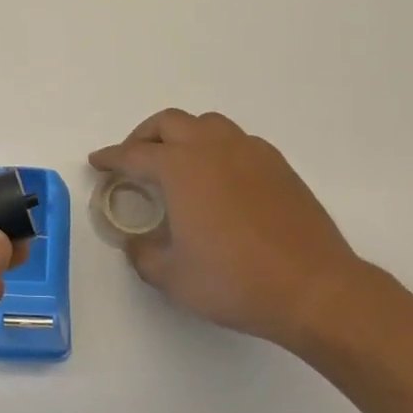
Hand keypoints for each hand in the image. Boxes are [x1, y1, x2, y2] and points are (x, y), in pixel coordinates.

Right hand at [89, 109, 365, 351]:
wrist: (314, 289)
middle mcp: (212, 148)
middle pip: (169, 123)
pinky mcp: (278, 166)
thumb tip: (136, 243)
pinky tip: (219, 177)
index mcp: (180, 168)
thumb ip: (143, 255)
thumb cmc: (235, 281)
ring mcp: (249, 152)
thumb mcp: (173, 278)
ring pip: (207, 124)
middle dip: (144, 136)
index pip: (134, 154)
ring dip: (183, 135)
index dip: (111, 158)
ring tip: (177, 162)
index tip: (98, 162)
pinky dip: (217, 148)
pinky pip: (237, 141)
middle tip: (134, 159)